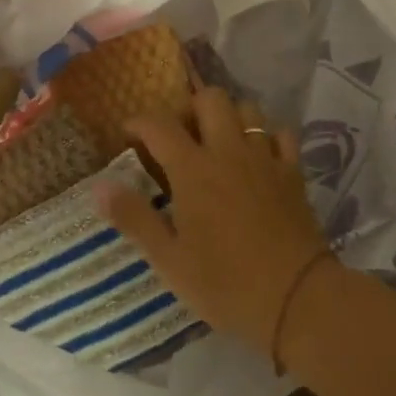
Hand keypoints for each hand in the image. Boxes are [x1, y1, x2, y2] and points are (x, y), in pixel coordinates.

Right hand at [101, 88, 333, 356]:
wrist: (296, 297)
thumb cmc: (225, 283)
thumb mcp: (169, 260)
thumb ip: (134, 218)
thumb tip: (99, 186)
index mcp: (193, 169)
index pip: (160, 125)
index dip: (140, 122)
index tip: (129, 134)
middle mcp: (229, 150)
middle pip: (210, 99)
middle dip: (190, 107)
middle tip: (180, 137)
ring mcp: (265, 157)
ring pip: (248, 109)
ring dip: (229, 117)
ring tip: (218, 143)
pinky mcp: (293, 171)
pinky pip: (281, 134)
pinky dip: (267, 136)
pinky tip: (258, 156)